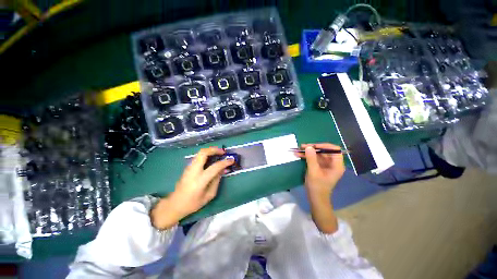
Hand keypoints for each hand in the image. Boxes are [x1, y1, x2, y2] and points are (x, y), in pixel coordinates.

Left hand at [151, 147, 233, 229]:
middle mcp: (193, 171)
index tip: (231, 160)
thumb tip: (222, 169)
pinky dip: (206, 154)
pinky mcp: (187, 167)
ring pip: (200, 153)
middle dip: (214, 150)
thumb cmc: (193, 203)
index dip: (225, 162)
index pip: (215, 167)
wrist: (174, 204)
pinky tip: (211, 158)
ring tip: (219, 153)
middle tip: (223, 152)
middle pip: (203, 153)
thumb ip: (216, 181)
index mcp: (200, 181)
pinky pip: (198, 157)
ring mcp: (189, 168)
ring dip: (210, 151)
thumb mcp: (209, 195)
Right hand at [295, 143, 344, 198]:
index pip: (334, 150)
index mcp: (336, 165)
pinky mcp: (320, 167)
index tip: (313, 146)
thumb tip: (308, 147)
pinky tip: (299, 155)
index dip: (324, 146)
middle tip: (302, 146)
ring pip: (318, 154)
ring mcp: (326, 165)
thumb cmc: (317, 186)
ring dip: (308, 152)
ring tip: (298, 150)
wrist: (315, 198)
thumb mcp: (313, 171)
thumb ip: (311, 158)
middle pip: (324, 151)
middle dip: (313, 148)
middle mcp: (333, 164)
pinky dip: (307, 156)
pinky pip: (314, 159)